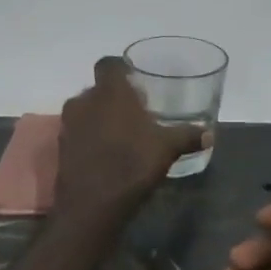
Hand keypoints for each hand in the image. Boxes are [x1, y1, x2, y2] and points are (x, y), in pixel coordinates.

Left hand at [53, 57, 204, 223]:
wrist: (91, 205)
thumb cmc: (131, 164)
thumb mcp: (167, 149)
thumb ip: (187, 136)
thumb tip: (209, 134)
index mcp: (110, 92)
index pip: (109, 64)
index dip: (121, 69)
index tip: (136, 80)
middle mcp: (84, 101)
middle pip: (99, 89)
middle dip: (115, 97)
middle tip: (136, 111)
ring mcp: (68, 124)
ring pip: (87, 110)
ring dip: (101, 117)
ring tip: (124, 134)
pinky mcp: (62, 147)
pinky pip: (79, 132)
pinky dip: (91, 136)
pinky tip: (108, 153)